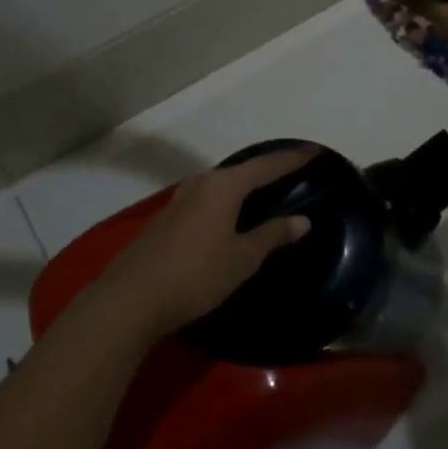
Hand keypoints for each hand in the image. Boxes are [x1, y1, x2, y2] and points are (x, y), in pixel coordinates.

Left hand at [95, 148, 316, 338]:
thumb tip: (302, 219)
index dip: (293, 159)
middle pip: (242, 171)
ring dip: (244, 188)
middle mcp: (202, 182)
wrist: (132, 297)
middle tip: (292, 174)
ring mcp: (180, 199)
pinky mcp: (167, 218)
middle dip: (267, 171)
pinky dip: (226, 202)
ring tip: (265, 195)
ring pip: (221, 185)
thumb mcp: (242, 258)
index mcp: (224, 185)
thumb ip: (272, 235)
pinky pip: (207, 200)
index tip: (315, 151)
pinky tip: (231, 217)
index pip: (267, 165)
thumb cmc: (196, 274)